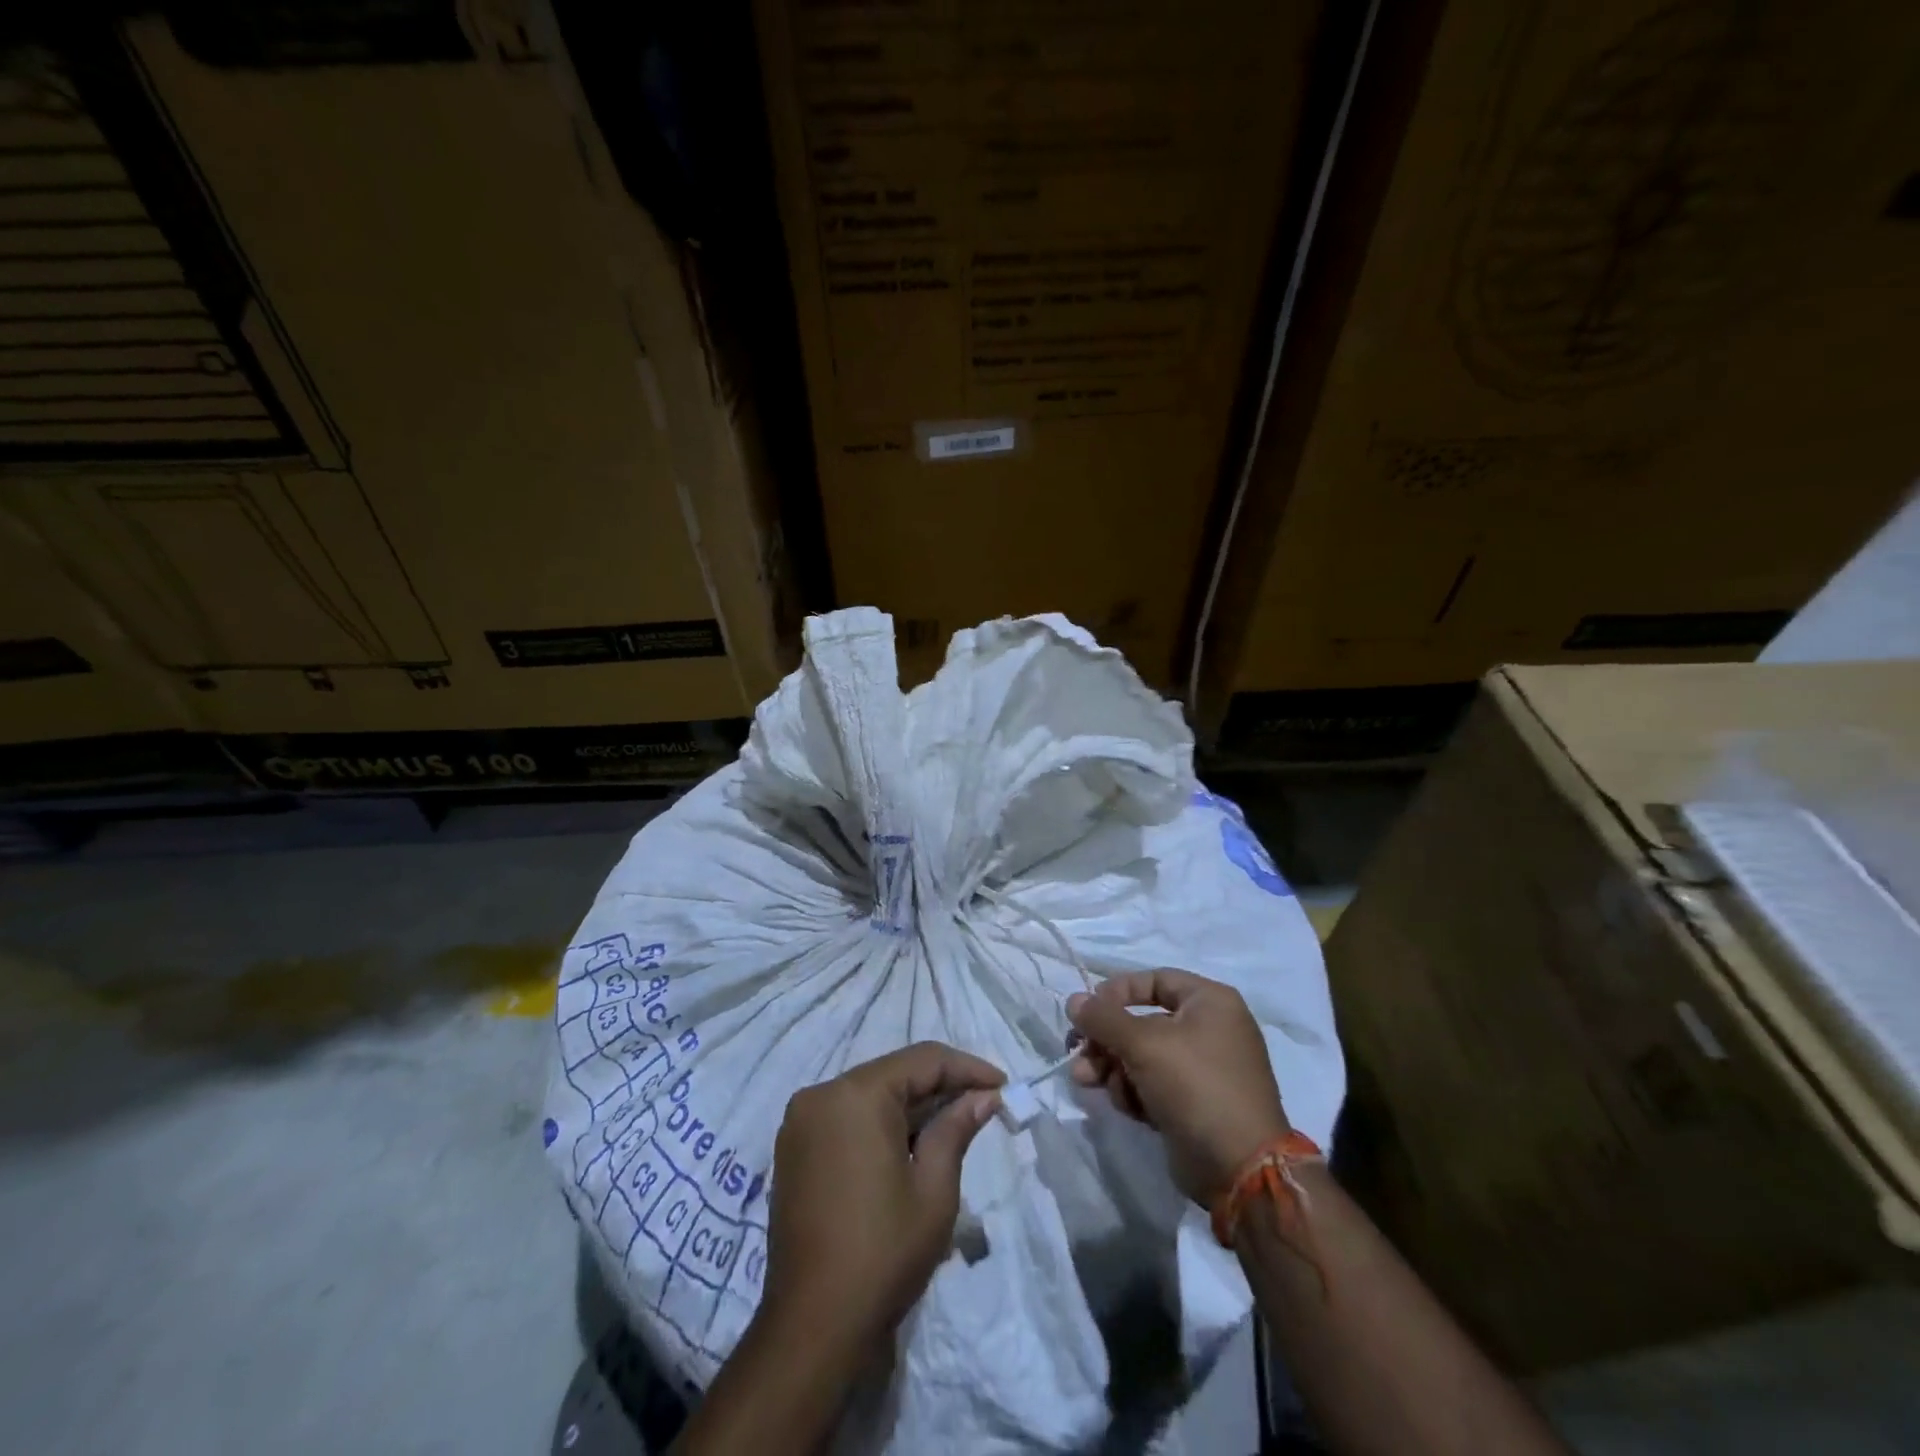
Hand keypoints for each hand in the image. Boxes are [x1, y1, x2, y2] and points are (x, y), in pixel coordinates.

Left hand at [762, 1042, 1004, 1352]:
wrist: (811, 1326)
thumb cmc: (882, 1253)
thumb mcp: (933, 1189)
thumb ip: (956, 1129)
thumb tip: (983, 1097)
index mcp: (856, 1094)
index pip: (923, 1060)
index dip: (967, 1068)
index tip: (1003, 1084)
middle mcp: (822, 1094)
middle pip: (894, 1073)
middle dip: (940, 1087)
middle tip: (983, 1105)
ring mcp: (801, 1121)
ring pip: (870, 1094)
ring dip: (911, 1106)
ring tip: (953, 1125)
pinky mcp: (793, 1149)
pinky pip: (846, 1117)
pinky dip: (880, 1123)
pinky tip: (910, 1145)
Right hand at [1068, 969, 1288, 1205]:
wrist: (1240, 1169)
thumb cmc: (1195, 1087)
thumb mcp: (1144, 1044)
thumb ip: (1103, 1018)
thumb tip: (1073, 1000)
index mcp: (1211, 1002)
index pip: (1154, 980)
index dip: (1117, 992)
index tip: (1087, 1011)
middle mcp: (1210, 1029)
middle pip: (1142, 1022)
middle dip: (1106, 1040)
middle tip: (1077, 1053)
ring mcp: (1203, 1069)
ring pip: (1142, 1056)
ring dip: (1112, 1067)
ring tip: (1087, 1082)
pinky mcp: (1194, 1103)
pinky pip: (1153, 1085)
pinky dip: (1134, 1091)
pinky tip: (1125, 1107)